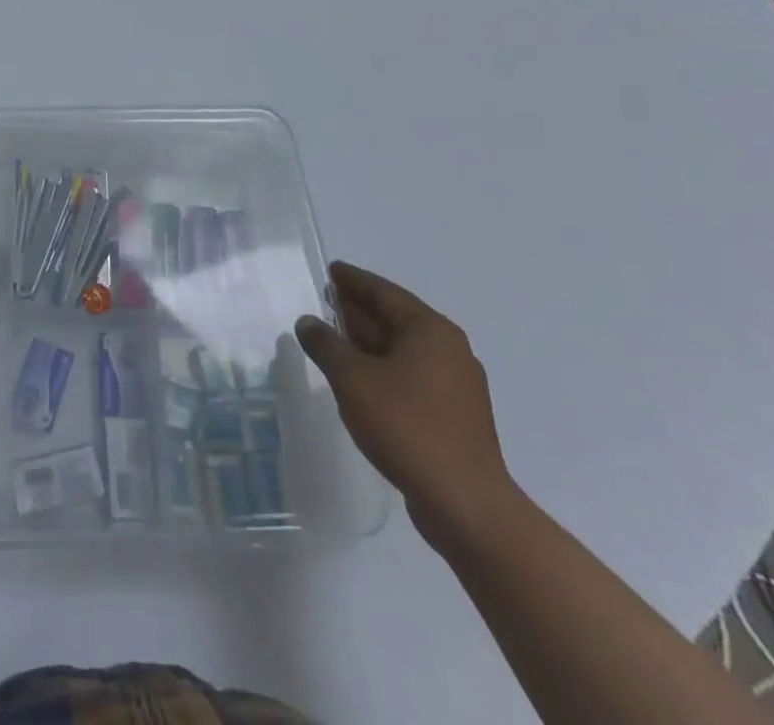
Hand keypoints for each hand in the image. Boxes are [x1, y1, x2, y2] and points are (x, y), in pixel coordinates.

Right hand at [297, 261, 513, 545]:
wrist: (464, 503)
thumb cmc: (407, 426)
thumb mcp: (352, 378)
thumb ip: (325, 344)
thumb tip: (308, 322)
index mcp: (430, 330)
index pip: (384, 292)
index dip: (354, 280)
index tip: (330, 270)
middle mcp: (449, 350)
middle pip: (395, 319)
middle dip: (359, 311)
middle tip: (325, 301)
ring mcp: (455, 386)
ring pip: (402, 350)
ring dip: (367, 342)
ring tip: (333, 338)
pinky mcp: (453, 416)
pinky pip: (409, 376)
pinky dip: (381, 368)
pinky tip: (358, 380)